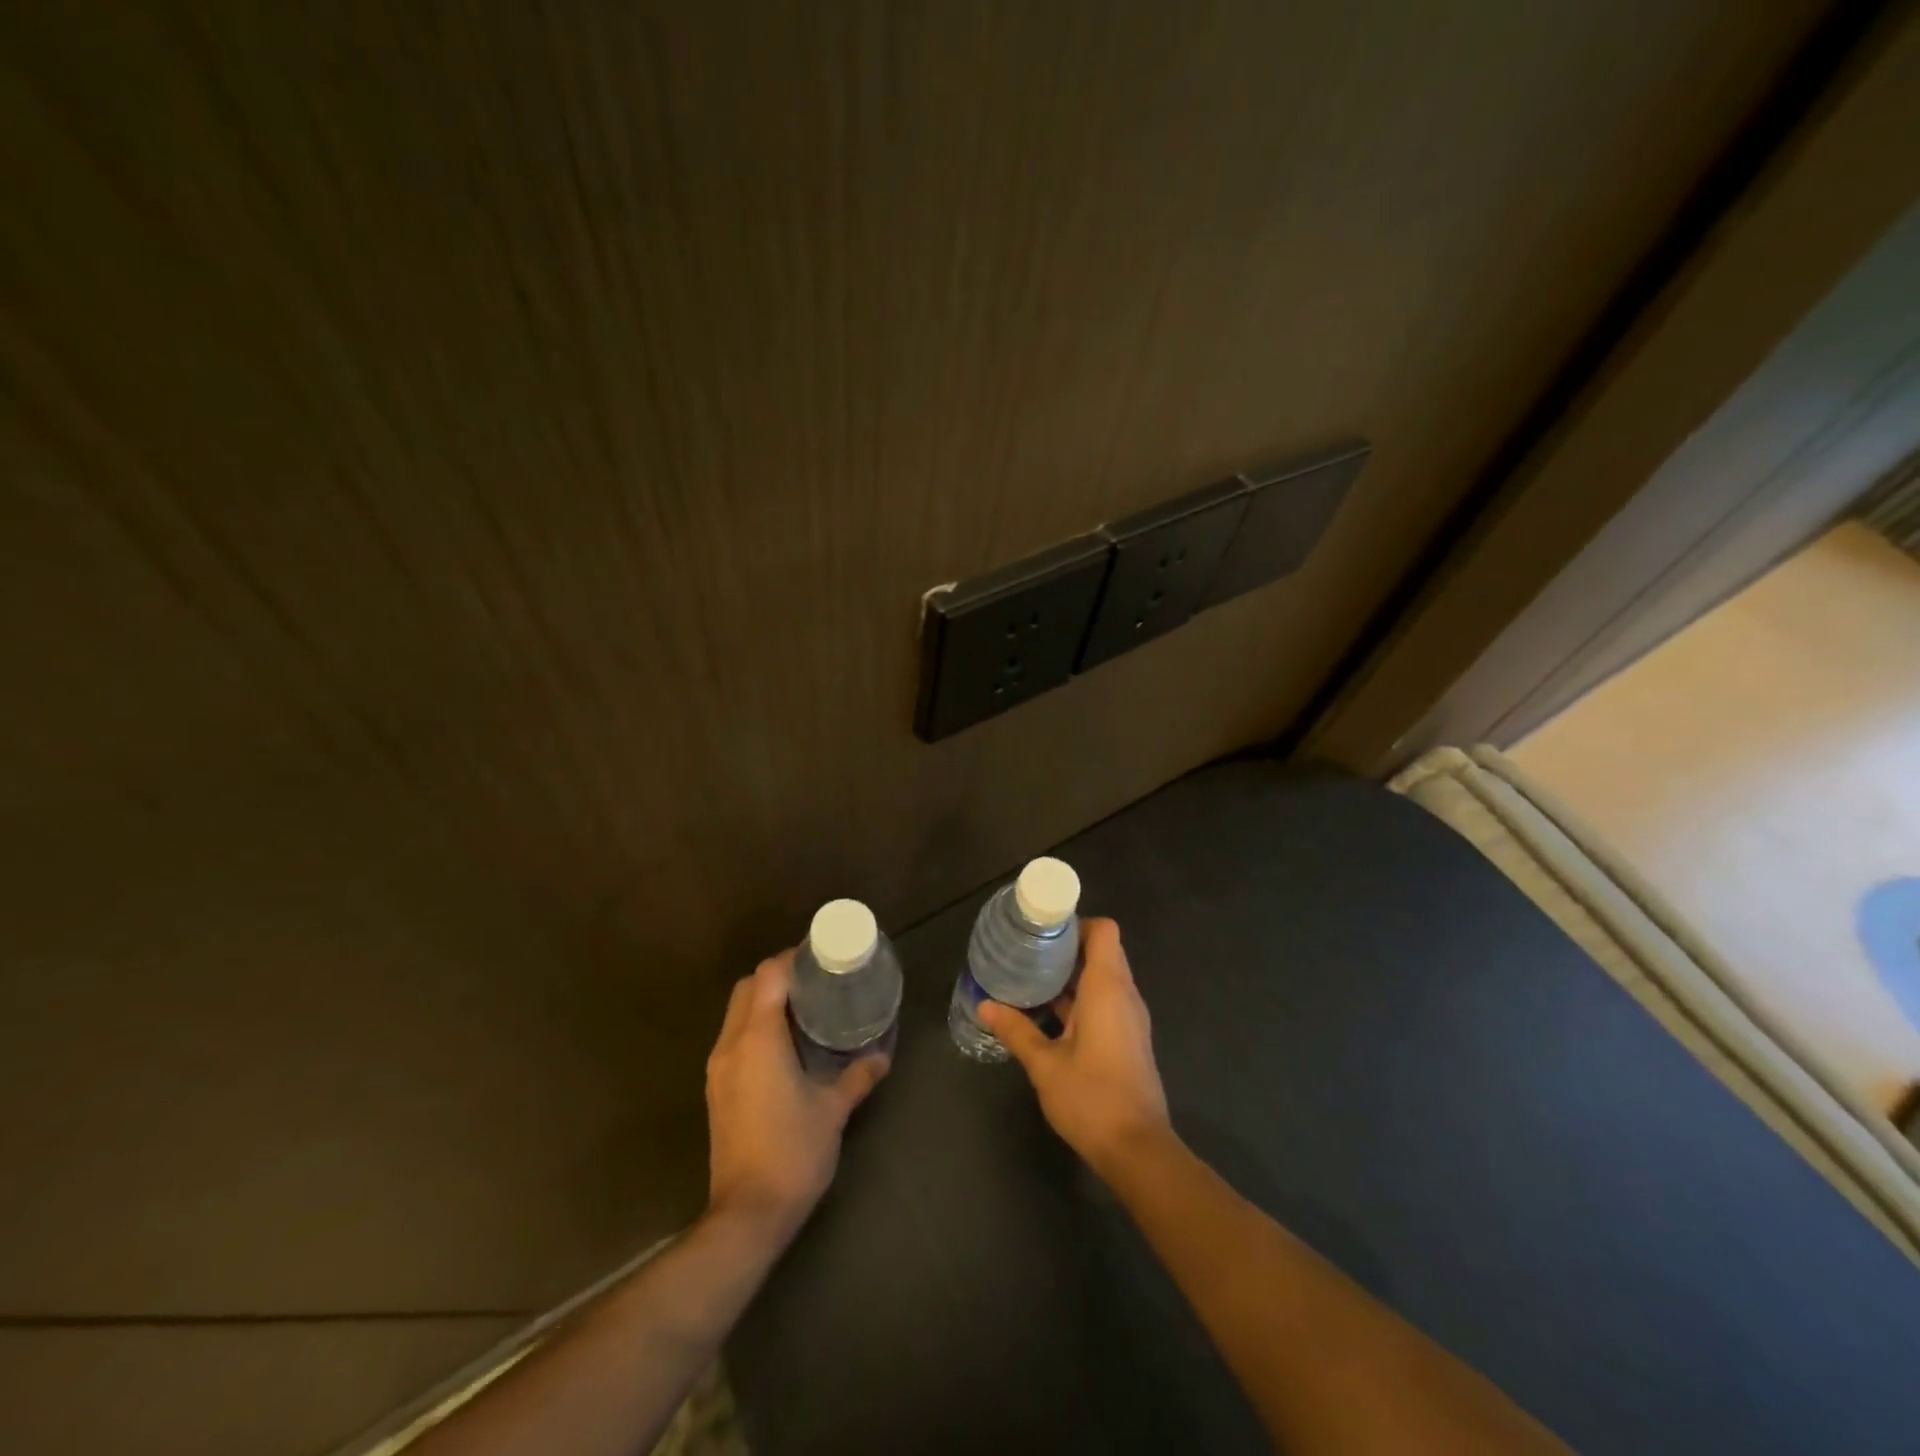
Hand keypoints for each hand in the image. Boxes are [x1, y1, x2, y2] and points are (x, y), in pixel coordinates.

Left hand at [704, 950, 888, 1238]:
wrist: (747, 1214)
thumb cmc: (793, 1152)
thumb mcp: (833, 1110)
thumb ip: (858, 1076)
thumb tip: (882, 1055)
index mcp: (759, 1039)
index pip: (768, 975)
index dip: (792, 958)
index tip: (821, 959)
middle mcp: (731, 1045)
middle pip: (747, 987)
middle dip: (778, 975)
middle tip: (815, 982)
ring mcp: (719, 1068)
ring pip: (737, 1012)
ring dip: (765, 1001)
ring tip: (805, 1008)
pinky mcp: (717, 1089)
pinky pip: (734, 1037)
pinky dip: (756, 1026)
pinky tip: (787, 1044)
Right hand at [977, 918, 1170, 1175]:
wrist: (1137, 1150)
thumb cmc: (1092, 1098)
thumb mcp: (1045, 1064)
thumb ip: (1016, 1030)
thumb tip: (984, 1005)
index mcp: (1108, 988)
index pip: (1104, 931)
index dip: (1076, 924)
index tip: (1043, 931)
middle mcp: (1124, 995)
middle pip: (1102, 951)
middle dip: (1067, 948)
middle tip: (1028, 952)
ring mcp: (1129, 1018)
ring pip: (1103, 978)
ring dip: (1072, 975)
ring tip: (1031, 977)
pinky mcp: (1128, 1039)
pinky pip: (1105, 1001)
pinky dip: (1080, 998)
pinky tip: (1048, 1014)